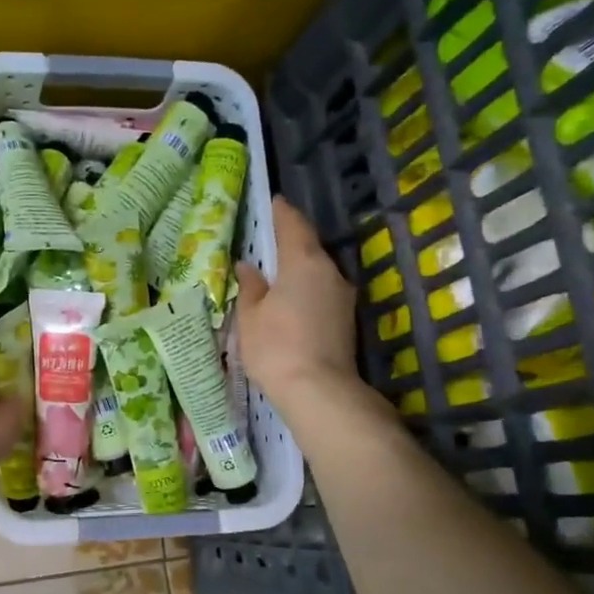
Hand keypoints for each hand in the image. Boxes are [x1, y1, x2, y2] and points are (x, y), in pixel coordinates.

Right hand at [236, 197, 357, 406]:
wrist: (319, 391)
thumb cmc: (276, 347)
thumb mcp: (250, 316)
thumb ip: (250, 287)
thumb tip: (248, 267)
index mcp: (303, 262)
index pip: (292, 224)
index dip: (280, 211)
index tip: (271, 202)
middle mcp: (329, 272)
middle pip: (308, 247)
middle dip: (288, 241)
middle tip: (266, 239)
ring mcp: (342, 296)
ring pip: (317, 271)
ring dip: (297, 268)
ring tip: (274, 274)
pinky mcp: (345, 319)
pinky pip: (321, 292)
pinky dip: (305, 289)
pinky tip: (289, 301)